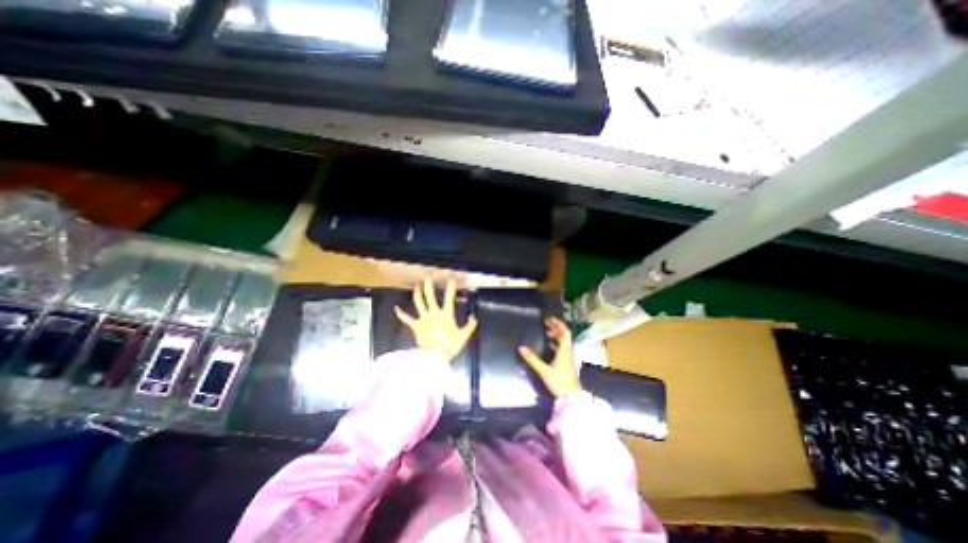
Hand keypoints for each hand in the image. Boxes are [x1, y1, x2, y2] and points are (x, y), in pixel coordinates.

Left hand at [396, 277, 476, 362]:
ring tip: (416, 285)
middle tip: (428, 276)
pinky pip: (407, 319)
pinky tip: (396, 308)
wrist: (435, 357)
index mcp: (446, 315)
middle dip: (429, 284)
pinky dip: (401, 313)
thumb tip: (474, 318)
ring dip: (417, 293)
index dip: (451, 286)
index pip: (449, 297)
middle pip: (430, 296)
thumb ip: (470, 326)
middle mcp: (434, 313)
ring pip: (419, 302)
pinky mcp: (416, 326)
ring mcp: (423, 319)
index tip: (452, 278)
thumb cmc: (450, 346)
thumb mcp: (464, 336)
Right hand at [514, 317, 580, 398]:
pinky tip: (548, 344)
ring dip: (556, 334)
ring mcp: (569, 357)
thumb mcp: (544, 370)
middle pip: (564, 335)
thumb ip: (532, 359)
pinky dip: (556, 342)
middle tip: (545, 321)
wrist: (571, 397)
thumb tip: (521, 347)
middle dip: (555, 326)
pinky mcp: (567, 362)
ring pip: (564, 341)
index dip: (557, 323)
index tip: (548, 318)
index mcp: (564, 350)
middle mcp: (568, 351)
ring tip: (546, 330)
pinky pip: (562, 347)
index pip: (564, 332)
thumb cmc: (559, 382)